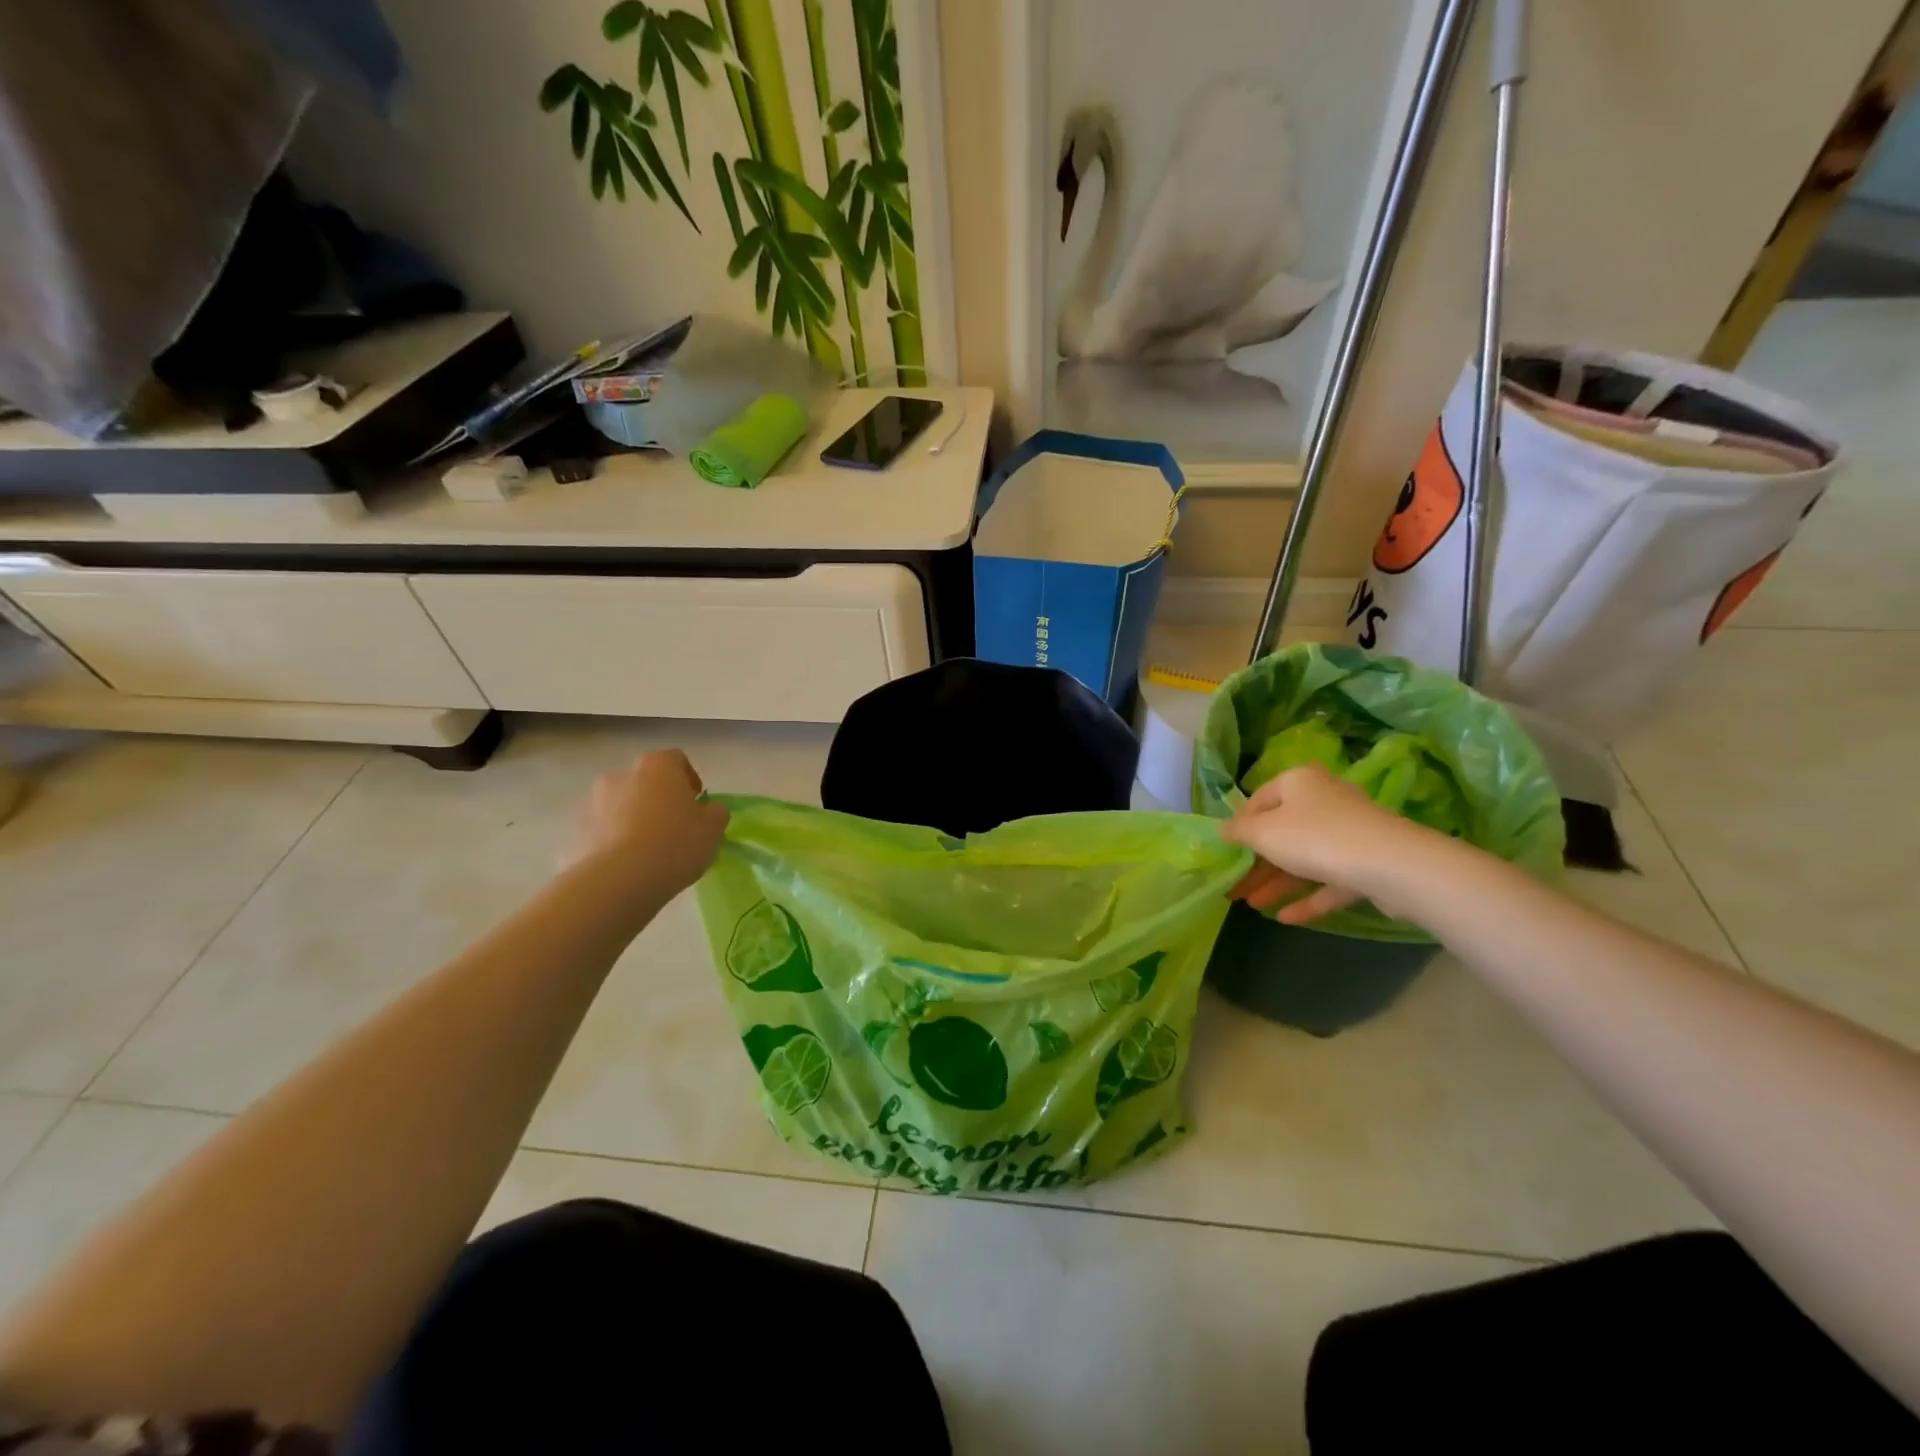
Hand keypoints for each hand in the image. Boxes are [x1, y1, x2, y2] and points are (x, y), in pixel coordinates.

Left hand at [571, 750, 728, 896]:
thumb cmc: (675, 844)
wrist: (619, 881)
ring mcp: (592, 803)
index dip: (689, 779)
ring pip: (619, 805)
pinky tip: (625, 865)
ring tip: (646, 850)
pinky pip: (601, 831)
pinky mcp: (574, 832)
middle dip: (657, 799)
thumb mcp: (713, 829)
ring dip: (632, 818)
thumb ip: (715, 812)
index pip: (676, 759)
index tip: (696, 802)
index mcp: (657, 766)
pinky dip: (612, 841)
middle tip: (673, 827)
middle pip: (644, 781)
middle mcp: (620, 775)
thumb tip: (708, 810)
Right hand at [1220, 762, 1431, 923]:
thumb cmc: (1314, 837)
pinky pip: (1330, 880)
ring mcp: (1350, 834)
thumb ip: (1238, 831)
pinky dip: (1308, 898)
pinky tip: (1285, 918)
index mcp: (1299, 782)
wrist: (1391, 865)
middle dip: (1257, 861)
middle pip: (1282, 831)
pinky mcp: (1368, 864)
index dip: (1240, 825)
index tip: (1226, 850)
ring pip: (1305, 858)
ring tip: (1252, 905)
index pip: (1259, 799)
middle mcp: (1325, 801)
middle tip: (1235, 885)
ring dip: (1277, 882)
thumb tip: (1222, 829)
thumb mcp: (1262, 833)